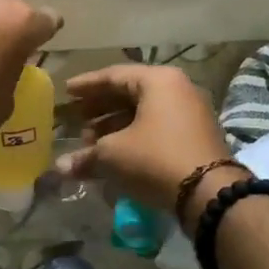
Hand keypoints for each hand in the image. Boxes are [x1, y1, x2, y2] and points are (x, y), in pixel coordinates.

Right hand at [55, 64, 230, 215]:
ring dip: (115, 125)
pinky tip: (115, 153)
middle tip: (77, 118)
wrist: (209, 193)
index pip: (113, 75)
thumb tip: (59, 167)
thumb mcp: (112, 155)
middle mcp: (178, 89)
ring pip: (144, 112)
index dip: (86, 86)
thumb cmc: (155, 159)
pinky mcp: (196, 136)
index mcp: (158, 81)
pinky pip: (157, 127)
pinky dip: (134, 136)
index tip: (66, 92)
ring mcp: (191, 113)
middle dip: (100, 108)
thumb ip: (85, 156)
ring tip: (91, 142)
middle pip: (129, 93)